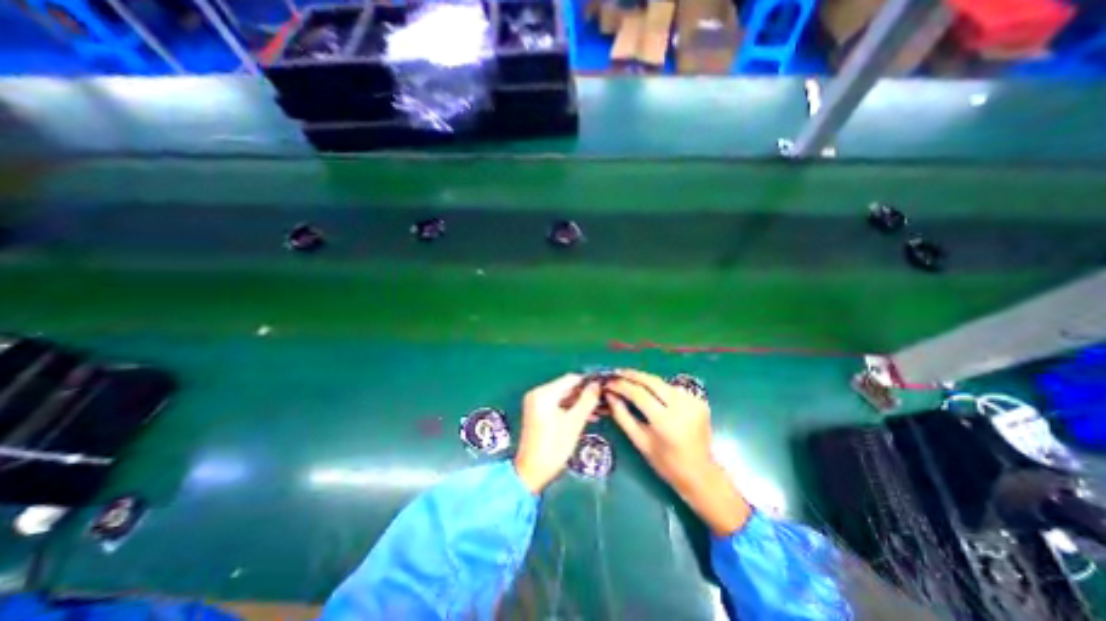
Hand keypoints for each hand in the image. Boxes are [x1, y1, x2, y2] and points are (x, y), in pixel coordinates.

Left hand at [515, 372, 600, 494]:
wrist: (532, 472)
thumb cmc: (554, 447)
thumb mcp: (574, 423)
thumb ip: (587, 401)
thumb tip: (597, 384)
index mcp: (544, 394)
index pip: (570, 379)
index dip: (588, 382)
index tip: (605, 387)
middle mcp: (538, 394)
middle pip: (567, 387)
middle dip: (585, 394)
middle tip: (604, 400)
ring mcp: (537, 403)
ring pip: (564, 396)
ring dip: (580, 402)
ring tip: (600, 409)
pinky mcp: (538, 413)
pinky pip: (558, 404)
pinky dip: (571, 409)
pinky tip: (587, 415)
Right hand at [605, 370, 752, 532]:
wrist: (701, 473)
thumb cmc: (666, 463)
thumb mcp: (640, 441)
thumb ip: (622, 416)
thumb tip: (609, 395)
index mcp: (665, 421)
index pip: (639, 394)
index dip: (621, 385)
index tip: (608, 382)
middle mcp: (681, 407)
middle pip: (652, 381)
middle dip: (632, 375)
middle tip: (617, 373)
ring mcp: (693, 402)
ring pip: (662, 382)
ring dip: (645, 379)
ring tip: (629, 379)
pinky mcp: (699, 401)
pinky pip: (673, 388)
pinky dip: (659, 387)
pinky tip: (650, 390)